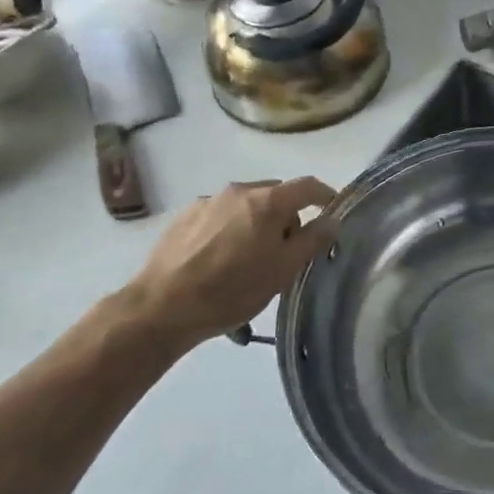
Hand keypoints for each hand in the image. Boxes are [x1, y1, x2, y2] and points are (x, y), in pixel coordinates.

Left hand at [126, 178, 335, 348]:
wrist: (160, 308)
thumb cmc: (232, 289)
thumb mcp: (283, 270)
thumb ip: (313, 240)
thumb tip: (332, 219)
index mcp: (268, 201)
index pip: (308, 185)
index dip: (325, 194)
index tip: (332, 209)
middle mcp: (239, 192)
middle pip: (275, 194)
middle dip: (286, 215)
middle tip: (285, 248)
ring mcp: (208, 202)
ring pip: (245, 205)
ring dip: (256, 222)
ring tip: (248, 257)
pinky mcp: (183, 217)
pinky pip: (219, 215)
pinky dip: (229, 228)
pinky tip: (218, 258)